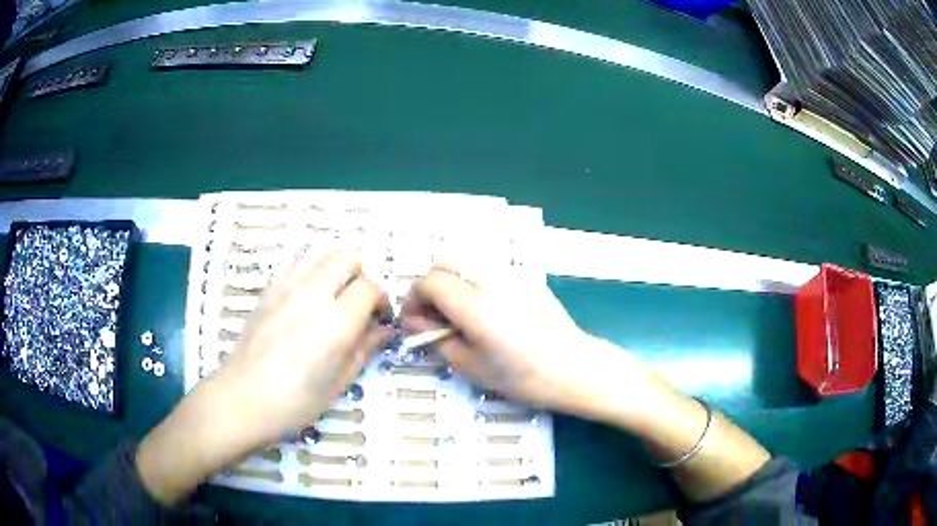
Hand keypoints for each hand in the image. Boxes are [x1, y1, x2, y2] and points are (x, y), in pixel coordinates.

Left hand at [214, 251, 392, 443]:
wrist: (242, 398)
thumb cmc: (294, 402)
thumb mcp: (338, 384)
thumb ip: (364, 350)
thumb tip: (384, 330)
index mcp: (336, 323)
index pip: (370, 288)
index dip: (380, 300)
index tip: (379, 317)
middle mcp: (312, 295)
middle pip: (346, 259)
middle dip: (360, 276)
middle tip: (357, 304)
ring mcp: (286, 288)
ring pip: (320, 253)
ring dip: (333, 268)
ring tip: (331, 296)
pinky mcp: (267, 290)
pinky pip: (293, 262)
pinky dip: (307, 270)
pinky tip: (304, 296)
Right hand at [399, 264, 623, 415]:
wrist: (574, 367)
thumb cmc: (523, 376)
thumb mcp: (471, 366)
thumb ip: (436, 339)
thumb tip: (414, 322)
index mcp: (475, 305)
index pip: (429, 282)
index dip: (413, 299)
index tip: (414, 322)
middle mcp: (491, 280)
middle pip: (444, 262)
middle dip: (430, 285)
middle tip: (434, 316)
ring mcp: (511, 274)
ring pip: (466, 261)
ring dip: (451, 281)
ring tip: (458, 313)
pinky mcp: (526, 277)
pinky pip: (488, 269)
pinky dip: (473, 282)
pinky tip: (486, 310)